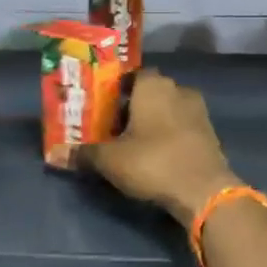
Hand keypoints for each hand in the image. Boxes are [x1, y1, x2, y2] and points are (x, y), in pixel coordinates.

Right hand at [84, 68, 240, 224]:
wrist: (204, 190)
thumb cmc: (152, 162)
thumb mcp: (110, 160)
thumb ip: (83, 154)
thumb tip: (55, 154)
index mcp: (153, 85)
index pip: (130, 76)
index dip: (115, 91)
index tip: (102, 109)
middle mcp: (178, 89)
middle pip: (150, 92)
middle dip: (133, 107)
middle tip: (113, 129)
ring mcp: (199, 111)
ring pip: (168, 109)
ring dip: (153, 122)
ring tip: (134, 144)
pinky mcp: (210, 133)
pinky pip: (183, 127)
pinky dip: (170, 136)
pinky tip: (157, 155)